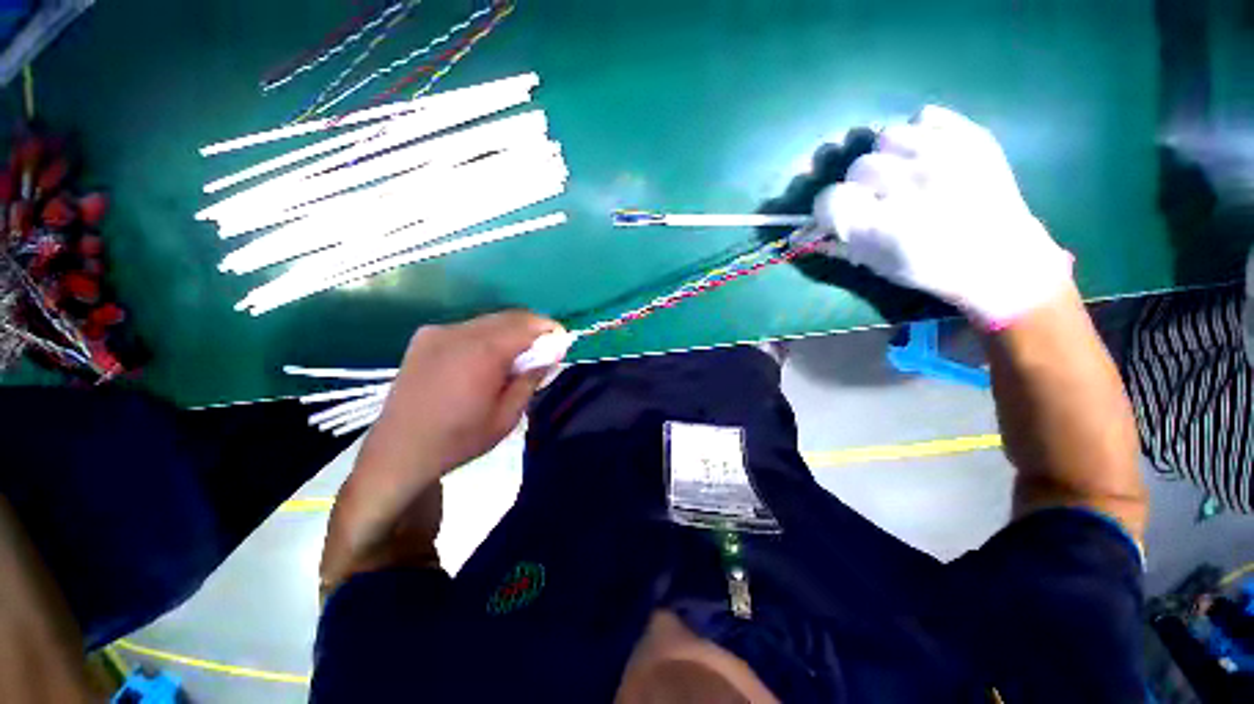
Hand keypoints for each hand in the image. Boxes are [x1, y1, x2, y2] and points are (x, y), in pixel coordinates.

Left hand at [368, 311, 562, 476]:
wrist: (399, 451)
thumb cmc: (459, 439)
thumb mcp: (507, 416)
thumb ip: (531, 379)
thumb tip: (550, 356)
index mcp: (483, 352)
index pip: (527, 325)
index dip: (549, 329)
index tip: (561, 341)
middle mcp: (460, 332)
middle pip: (509, 316)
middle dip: (533, 328)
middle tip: (543, 349)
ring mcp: (439, 331)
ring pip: (489, 320)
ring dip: (510, 331)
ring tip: (516, 356)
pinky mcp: (425, 337)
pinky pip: (468, 327)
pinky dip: (487, 335)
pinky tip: (485, 358)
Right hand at [814, 105, 1071, 329]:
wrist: (1000, 258)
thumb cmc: (929, 269)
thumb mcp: (875, 265)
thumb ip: (836, 243)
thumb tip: (802, 231)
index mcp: (884, 226)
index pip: (829, 199)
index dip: (828, 207)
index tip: (838, 214)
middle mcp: (912, 185)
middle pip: (858, 166)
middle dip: (860, 183)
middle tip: (877, 196)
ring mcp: (946, 154)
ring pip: (886, 136)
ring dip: (886, 155)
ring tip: (901, 171)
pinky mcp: (971, 135)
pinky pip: (925, 116)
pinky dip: (918, 133)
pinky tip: (925, 154)